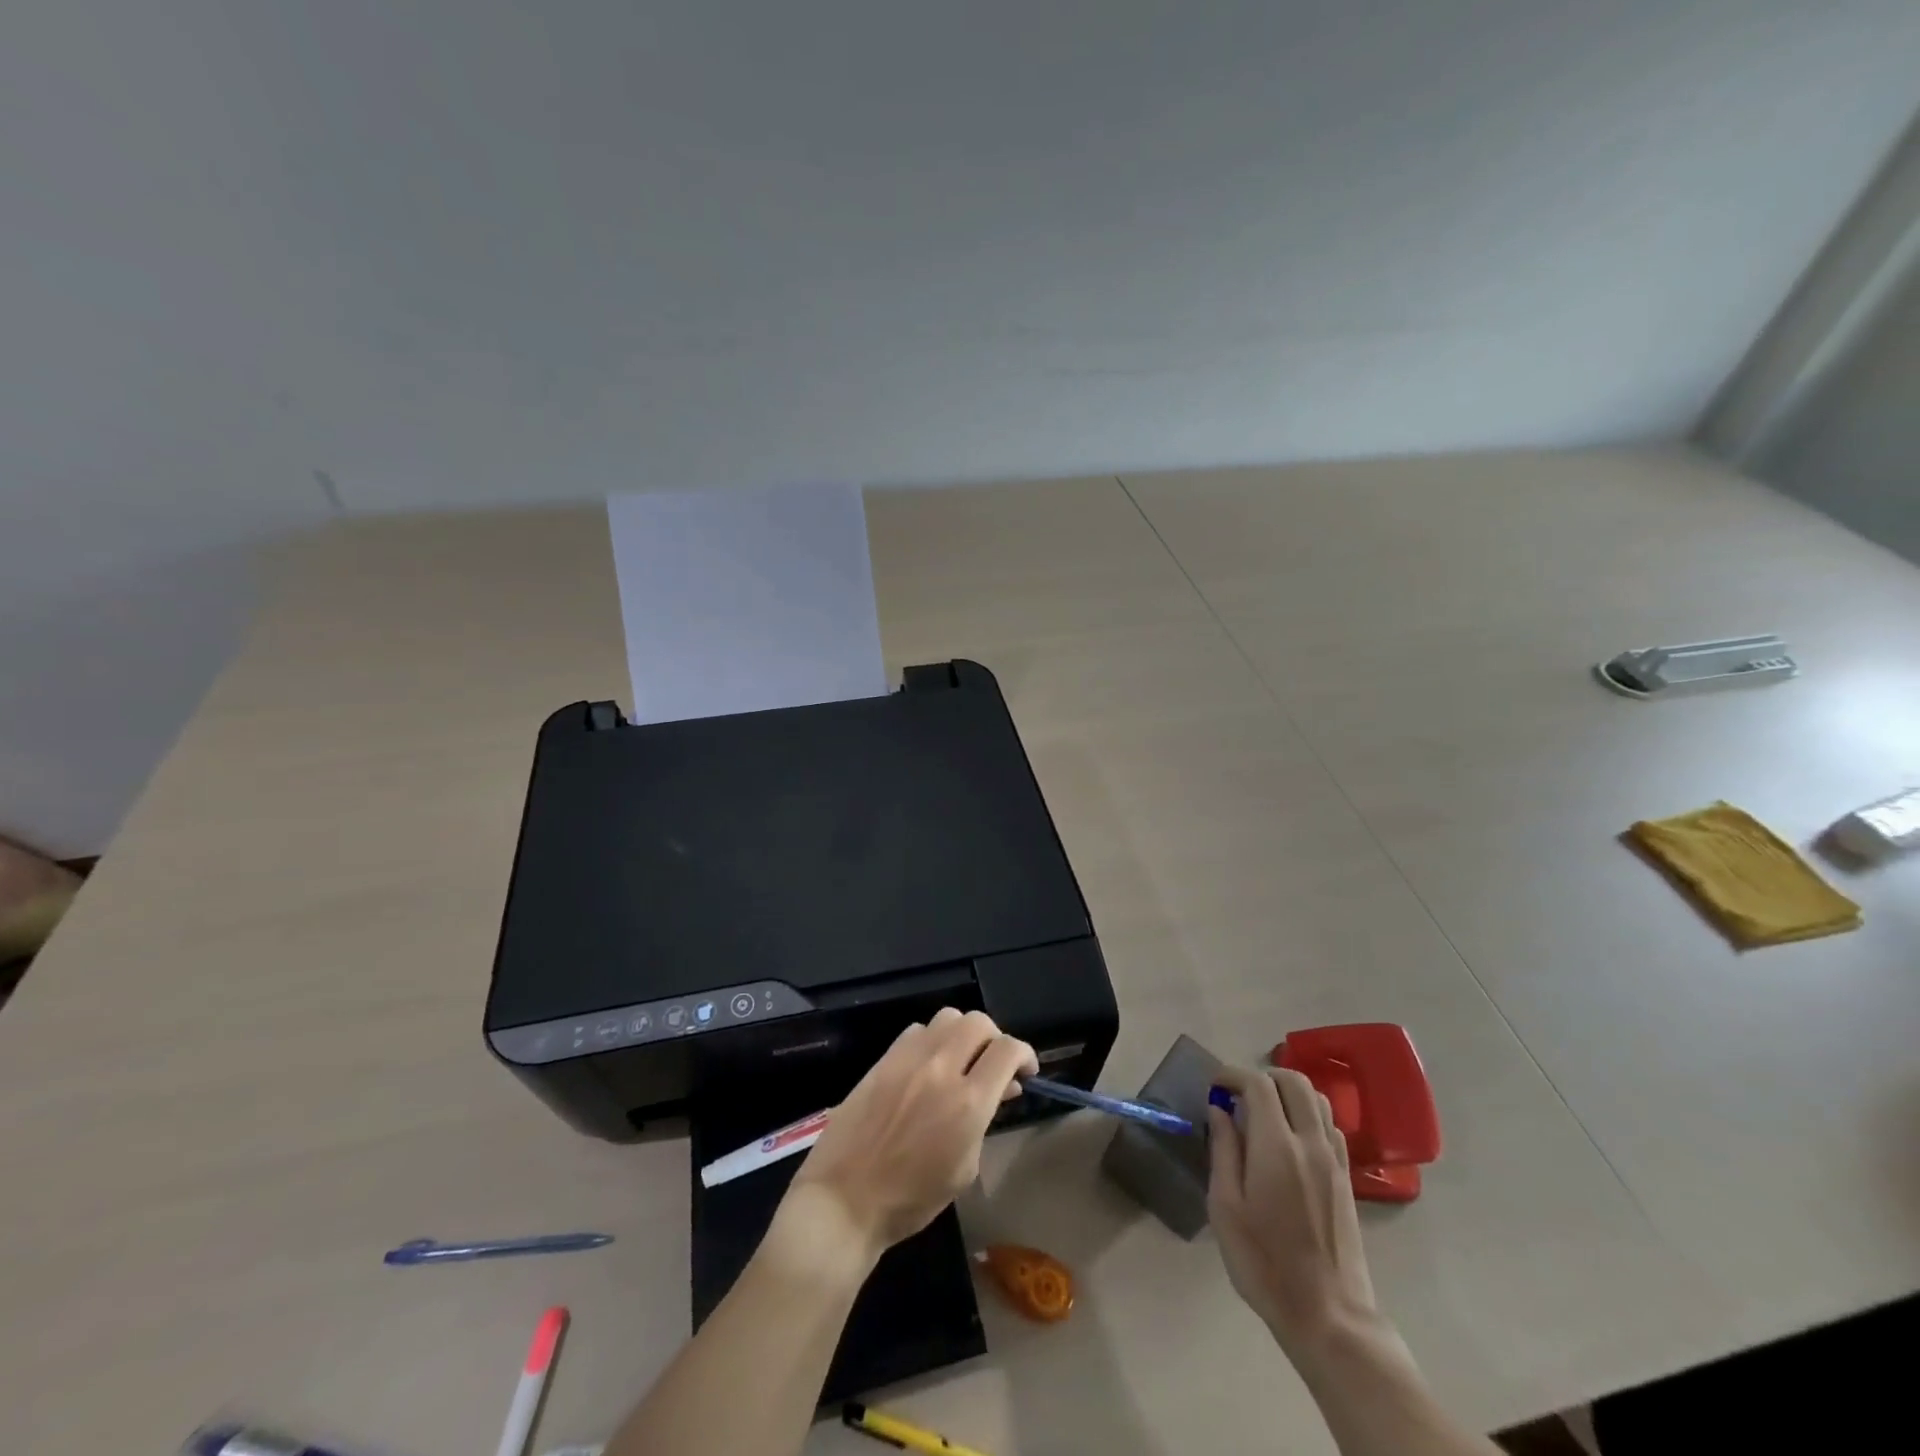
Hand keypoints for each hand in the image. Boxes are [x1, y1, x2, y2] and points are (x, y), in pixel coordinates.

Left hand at [782, 1007, 1037, 1265]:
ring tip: (961, 1060)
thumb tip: (1000, 1089)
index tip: (1025, 1070)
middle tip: (994, 1064)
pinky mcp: (884, 1059)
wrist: (844, 1199)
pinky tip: (928, 1066)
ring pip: (948, 1017)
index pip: (1007, 1050)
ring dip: (963, 1034)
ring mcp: (908, 1059)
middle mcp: (941, 1068)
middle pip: (979, 1022)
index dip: (1025, 1054)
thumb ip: (983, 1121)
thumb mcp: (964, 1169)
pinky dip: (932, 1041)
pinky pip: (917, 1031)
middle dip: (995, 1039)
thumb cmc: (911, 1200)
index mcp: (968, 1102)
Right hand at [1206, 1065, 1381, 1362]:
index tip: (1214, 1086)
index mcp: (1276, 1146)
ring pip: (1317, 1099)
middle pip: (1294, 1081)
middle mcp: (1310, 1143)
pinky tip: (1290, 1139)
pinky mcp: (1346, 1178)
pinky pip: (1330, 1125)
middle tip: (1238, 1096)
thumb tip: (1219, 1111)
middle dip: (1262, 1076)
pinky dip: (1308, 1115)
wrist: (1328, 1315)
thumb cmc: (1264, 1262)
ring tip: (1263, 1113)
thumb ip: (1223, 1150)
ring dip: (1287, 1093)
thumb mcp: (1225, 1207)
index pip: (1258, 1084)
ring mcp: (1334, 1160)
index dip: (1233, 1074)